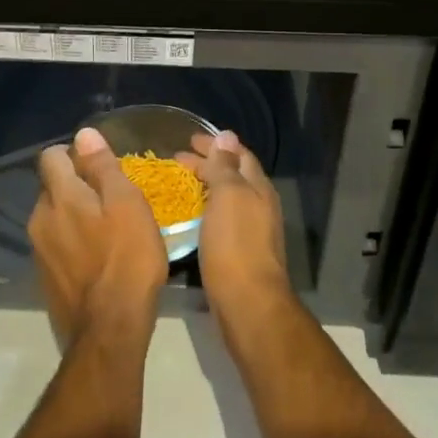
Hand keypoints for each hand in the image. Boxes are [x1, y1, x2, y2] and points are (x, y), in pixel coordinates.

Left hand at [29, 127, 168, 348]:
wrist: (109, 331)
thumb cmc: (127, 260)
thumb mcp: (127, 205)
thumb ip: (103, 167)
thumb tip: (84, 134)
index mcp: (58, 196)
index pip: (51, 156)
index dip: (74, 154)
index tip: (101, 166)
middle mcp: (39, 218)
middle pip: (52, 187)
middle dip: (76, 185)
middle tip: (112, 199)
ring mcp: (39, 251)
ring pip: (55, 217)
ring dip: (75, 215)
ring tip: (108, 230)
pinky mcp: (45, 277)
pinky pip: (57, 244)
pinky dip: (73, 242)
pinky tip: (98, 258)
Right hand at [176, 129, 292, 325]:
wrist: (248, 303)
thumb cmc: (235, 244)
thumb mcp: (229, 196)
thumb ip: (226, 166)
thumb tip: (227, 135)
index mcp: (258, 188)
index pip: (238, 155)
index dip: (215, 144)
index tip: (189, 140)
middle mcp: (259, 205)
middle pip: (234, 175)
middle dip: (208, 163)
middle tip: (178, 159)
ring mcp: (252, 230)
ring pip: (227, 197)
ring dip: (206, 186)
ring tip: (180, 184)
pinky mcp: (239, 252)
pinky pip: (221, 218)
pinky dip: (206, 209)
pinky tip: (190, 216)